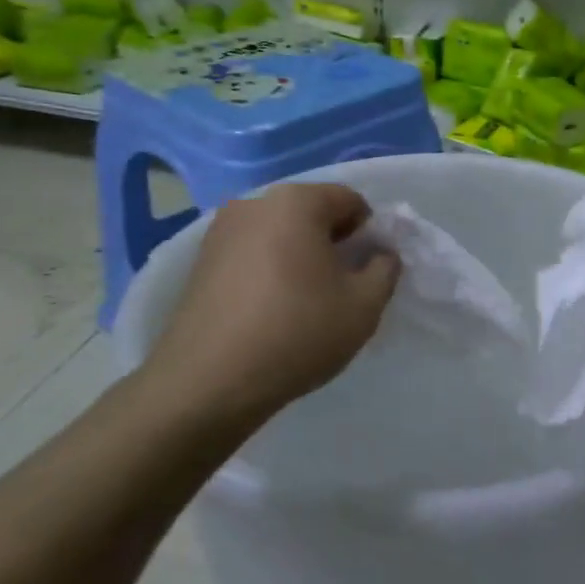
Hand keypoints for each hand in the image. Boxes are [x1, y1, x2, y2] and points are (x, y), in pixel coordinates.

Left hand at [133, 184, 399, 436]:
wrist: (208, 382)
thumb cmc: (298, 332)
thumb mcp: (365, 305)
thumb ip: (385, 269)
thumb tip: (380, 254)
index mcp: (297, 202)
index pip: (350, 200)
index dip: (370, 232)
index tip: (369, 270)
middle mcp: (254, 203)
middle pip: (311, 213)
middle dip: (333, 242)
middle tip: (341, 287)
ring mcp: (219, 232)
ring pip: (279, 233)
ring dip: (300, 256)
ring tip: (305, 302)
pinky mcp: (198, 262)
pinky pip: (251, 254)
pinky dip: (269, 270)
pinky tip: (271, 310)